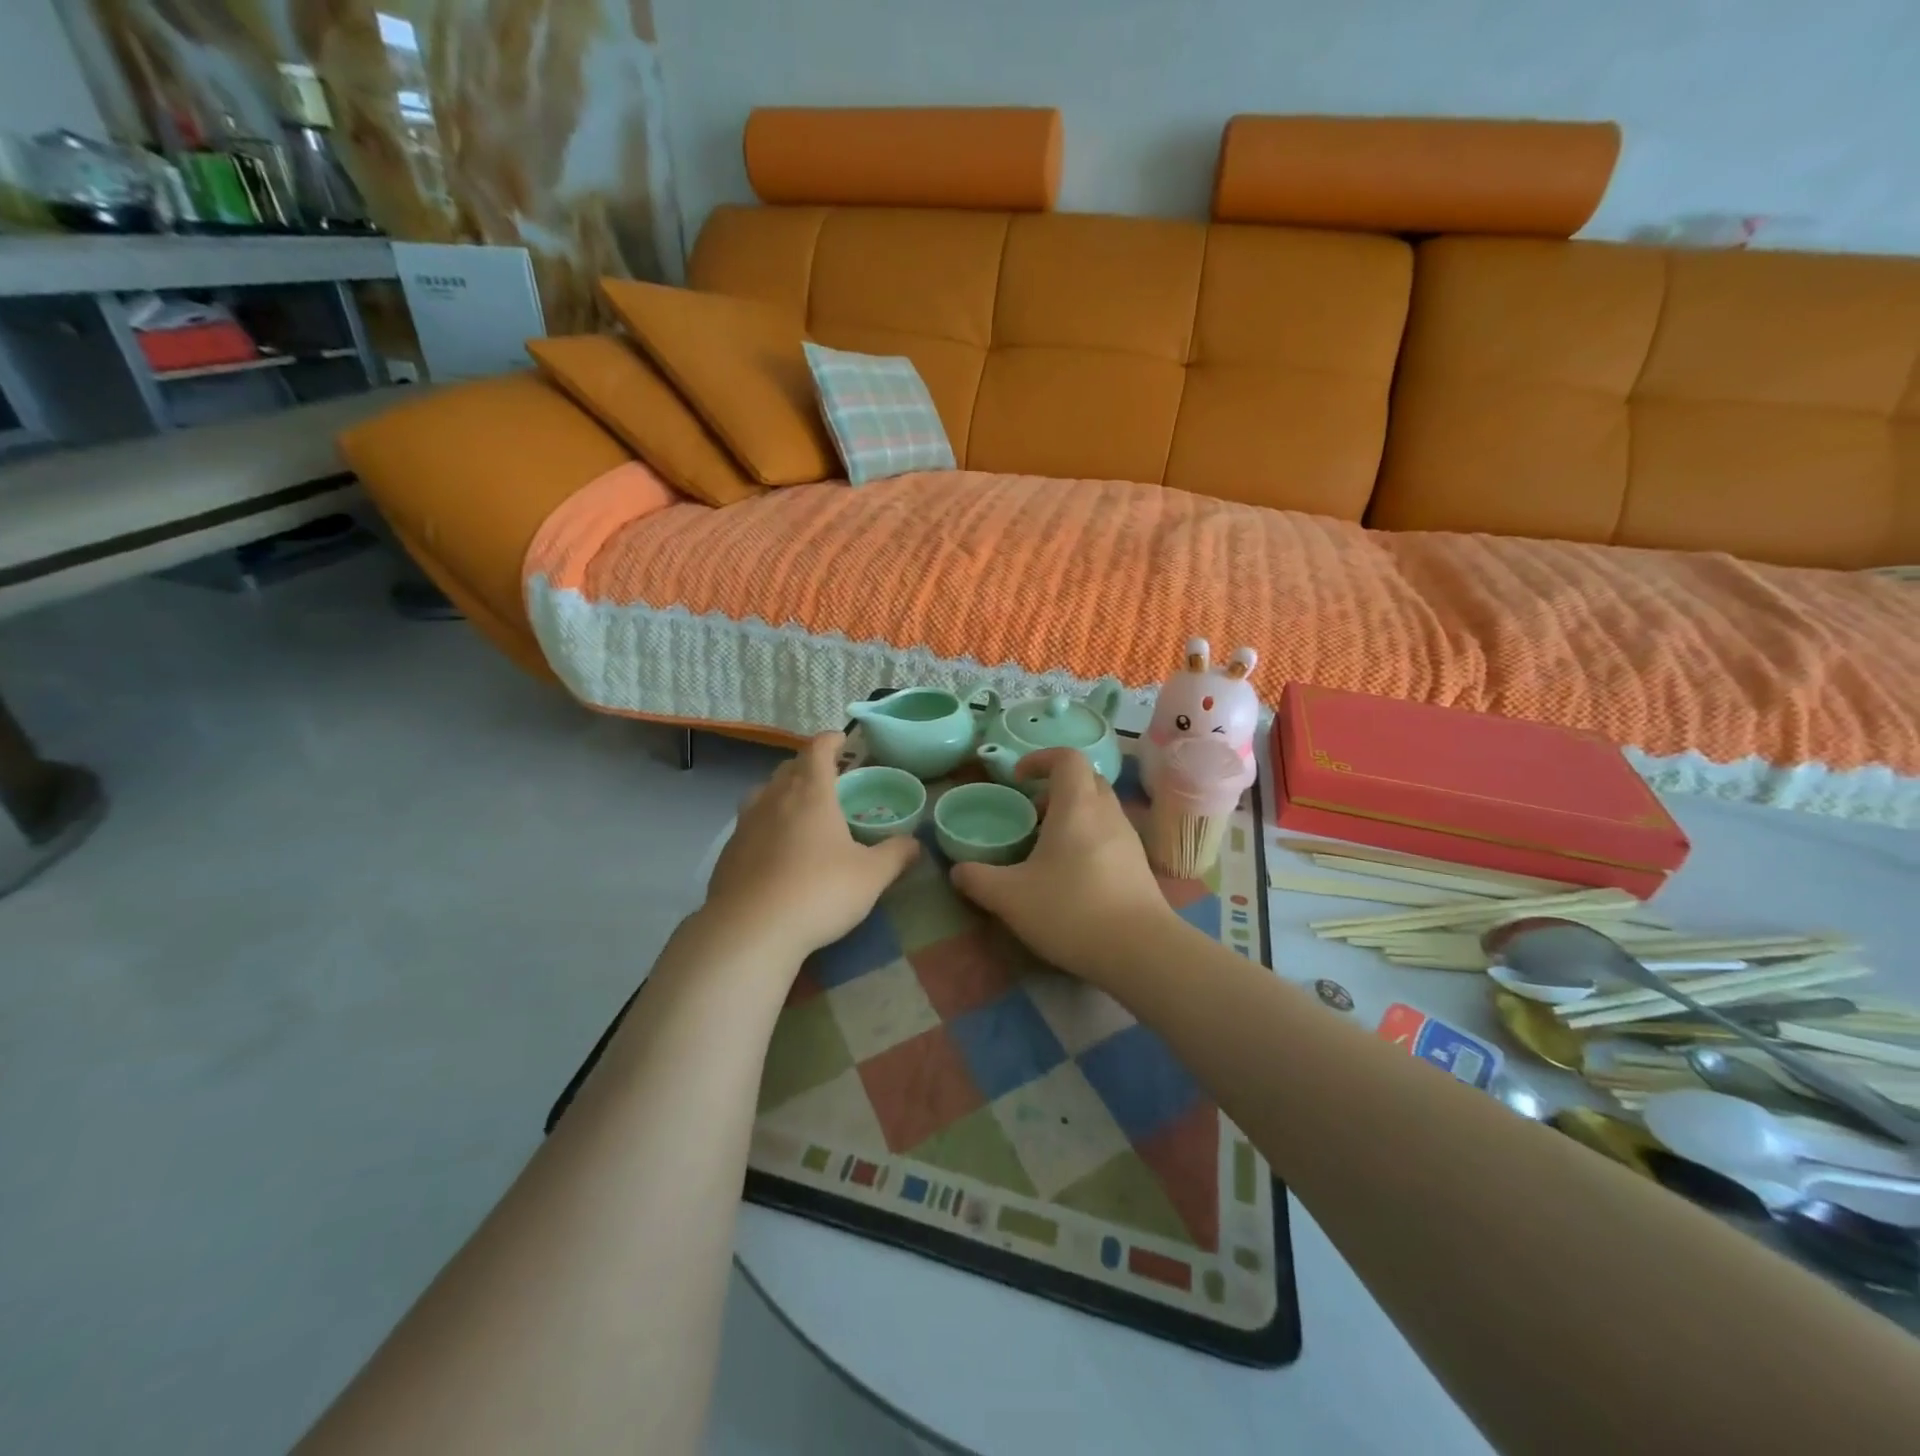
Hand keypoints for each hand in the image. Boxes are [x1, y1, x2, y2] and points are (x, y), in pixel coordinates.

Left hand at [703, 732, 920, 963]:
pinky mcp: (728, 852)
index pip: (818, 749)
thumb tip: (915, 843)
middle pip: (789, 768)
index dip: (831, 740)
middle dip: (809, 767)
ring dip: (783, 794)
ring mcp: (745, 824)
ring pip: (764, 794)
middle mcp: (774, 798)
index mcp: (811, 793)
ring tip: (800, 812)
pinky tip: (776, 852)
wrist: (750, 931)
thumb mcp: (872, 876)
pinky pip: (749, 825)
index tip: (843, 741)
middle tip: (829, 781)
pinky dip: (766, 826)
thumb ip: (896, 854)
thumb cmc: (819, 892)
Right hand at [949, 749, 1177, 982]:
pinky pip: (1110, 835)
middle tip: (1032, 814)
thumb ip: (977, 880)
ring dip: (1074, 815)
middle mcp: (1107, 813)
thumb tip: (958, 870)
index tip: (1018, 778)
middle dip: (1057, 788)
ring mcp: (1129, 839)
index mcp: (1077, 806)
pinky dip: (1089, 839)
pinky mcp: (1139, 865)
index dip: (1040, 759)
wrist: (1141, 951)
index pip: (1067, 758)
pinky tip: (1072, 875)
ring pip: (1100, 809)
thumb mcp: (1010, 898)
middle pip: (1086, 780)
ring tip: (1047, 848)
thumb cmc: (1072, 910)